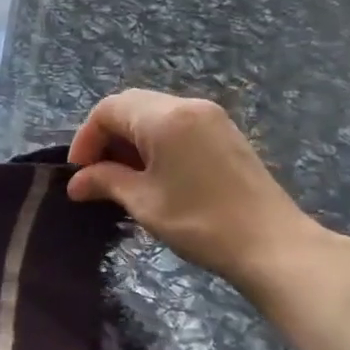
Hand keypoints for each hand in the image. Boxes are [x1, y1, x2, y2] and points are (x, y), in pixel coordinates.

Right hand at [67, 90, 339, 288]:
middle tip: (96, 174)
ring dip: (130, 138)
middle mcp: (187, 105)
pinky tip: (154, 173)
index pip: (108, 110)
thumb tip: (76, 183)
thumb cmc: (201, 223)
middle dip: (106, 135)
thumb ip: (105, 182)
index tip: (78, 173)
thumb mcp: (144, 203)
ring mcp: (210, 116)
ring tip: (123, 177)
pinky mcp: (224, 132)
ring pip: (154, 112)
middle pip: (130, 104)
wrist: (273, 245)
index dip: (85, 139)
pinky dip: (155, 140)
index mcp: (164, 117)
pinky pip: (176, 123)